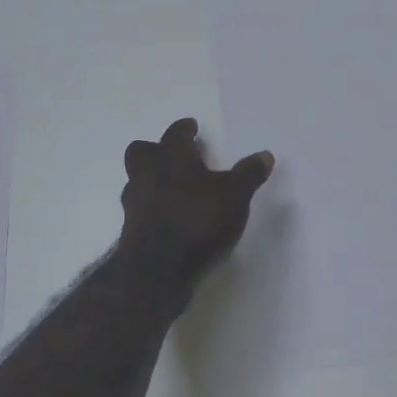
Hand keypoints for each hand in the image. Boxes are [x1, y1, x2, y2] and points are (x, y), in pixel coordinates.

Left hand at [116, 119, 273, 303]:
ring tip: (175, 190)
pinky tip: (170, 218)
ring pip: (137, 181)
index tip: (191, 127)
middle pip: (142, 151)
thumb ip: (248, 174)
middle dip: (156, 150)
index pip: (176, 134)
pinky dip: (153, 208)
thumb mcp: (235, 195)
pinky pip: (140, 209)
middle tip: (175, 156)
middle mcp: (147, 174)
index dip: (184, 129)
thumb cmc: (198, 220)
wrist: (158, 269)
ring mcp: (135, 203)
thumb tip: (265, 155)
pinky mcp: (131, 230)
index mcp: (171, 157)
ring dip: (152, 180)